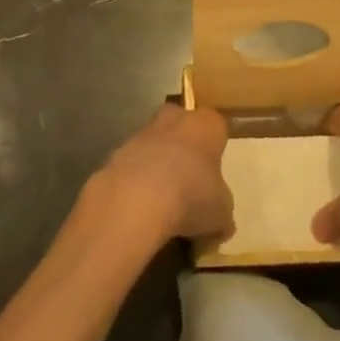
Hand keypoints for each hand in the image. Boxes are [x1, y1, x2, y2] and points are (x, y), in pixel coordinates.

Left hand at [93, 105, 231, 244]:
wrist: (137, 198)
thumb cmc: (192, 195)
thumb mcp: (222, 213)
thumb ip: (223, 211)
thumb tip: (221, 222)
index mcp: (206, 124)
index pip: (216, 127)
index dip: (216, 148)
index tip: (215, 172)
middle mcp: (174, 118)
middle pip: (182, 127)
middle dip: (184, 148)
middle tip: (189, 181)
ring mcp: (142, 132)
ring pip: (156, 144)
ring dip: (159, 165)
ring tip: (164, 201)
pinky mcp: (117, 151)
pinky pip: (135, 164)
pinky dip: (138, 181)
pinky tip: (142, 207)